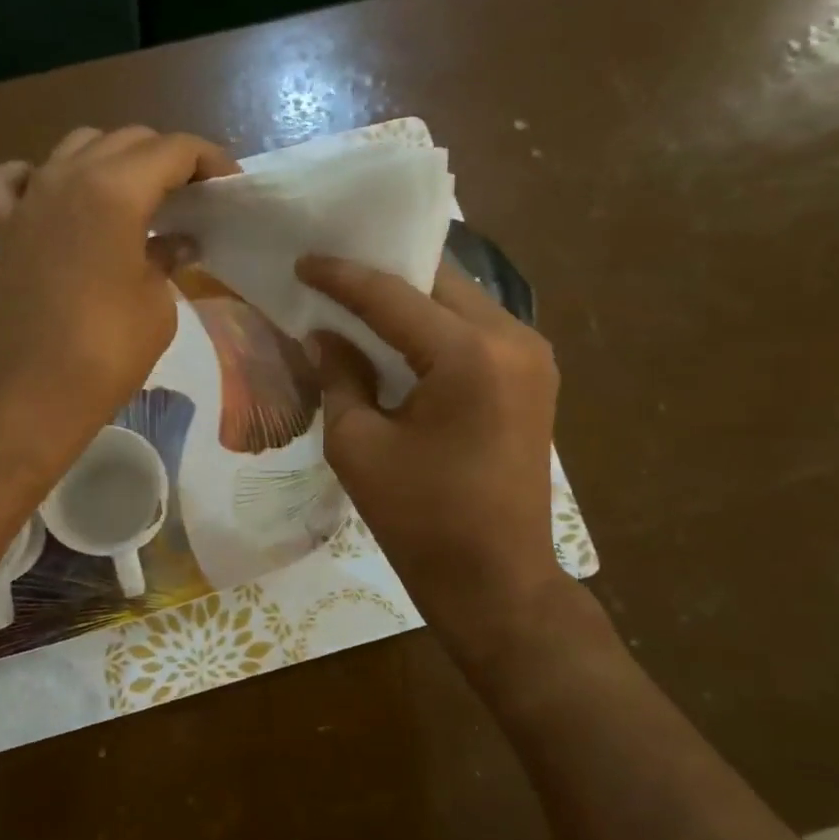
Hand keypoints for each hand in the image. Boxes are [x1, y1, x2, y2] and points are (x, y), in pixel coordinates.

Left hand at [0, 126, 236, 487]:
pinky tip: (51, 199)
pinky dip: (34, 178)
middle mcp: (66, 177)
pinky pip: (9, 180)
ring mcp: (27, 200)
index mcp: (114, 190)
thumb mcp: (157, 307)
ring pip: (75, 148)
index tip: (229, 188)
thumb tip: (175, 241)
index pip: (174, 149)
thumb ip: (167, 259)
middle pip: (126, 140)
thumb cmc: (104, 355)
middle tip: (191, 199)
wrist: (25, 401)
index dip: (209, 161)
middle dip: (166, 160)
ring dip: (112, 161)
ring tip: (136, 199)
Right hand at [298, 255, 567, 649]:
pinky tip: (402, 334)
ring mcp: (532, 356)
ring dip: (413, 297)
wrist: (495, 579)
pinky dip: (437, 324)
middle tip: (333, 273)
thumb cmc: (419, 519)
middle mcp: (512, 339)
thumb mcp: (357, 445)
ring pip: (462, 301)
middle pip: (438, 283)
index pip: (392, 296)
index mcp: (467, 355)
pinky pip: (478, 329)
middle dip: (384, 275)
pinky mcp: (534, 378)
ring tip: (361, 298)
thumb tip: (324, 335)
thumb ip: (339, 376)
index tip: (304, 260)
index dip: (342, 276)